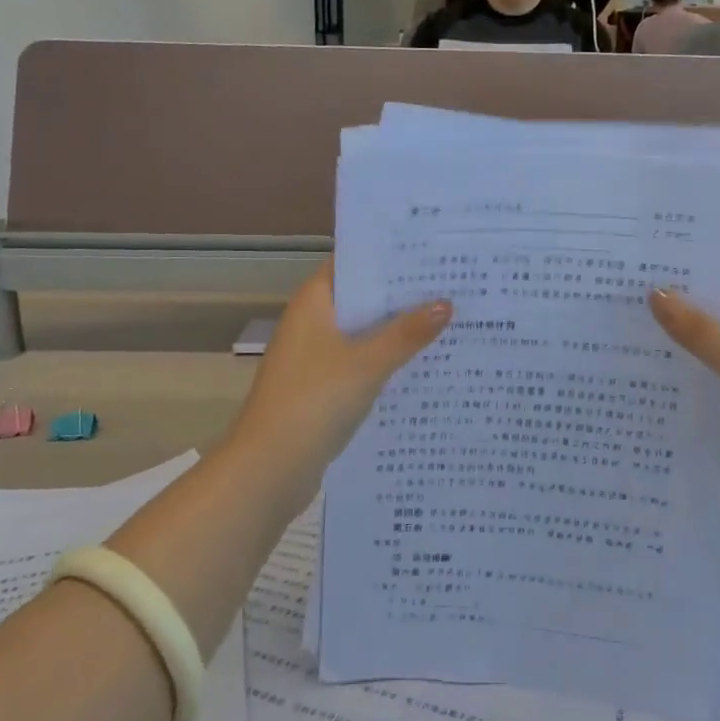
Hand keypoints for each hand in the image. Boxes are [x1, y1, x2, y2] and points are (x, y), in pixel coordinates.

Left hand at [230, 265, 450, 479]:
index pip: (352, 263)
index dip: (388, 256)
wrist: (269, 469)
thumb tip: (445, 304)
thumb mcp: (368, 363)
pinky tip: (422, 364)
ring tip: (447, 319)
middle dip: (401, 295)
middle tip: (451, 284)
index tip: (429, 251)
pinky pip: (360, 363)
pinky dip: (386, 361)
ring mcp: (315, 357)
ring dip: (397, 330)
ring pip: (363, 333)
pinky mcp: (321, 388)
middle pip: (361, 298)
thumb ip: (407, 333)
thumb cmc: (314, 401)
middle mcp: (312, 323)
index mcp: (314, 303)